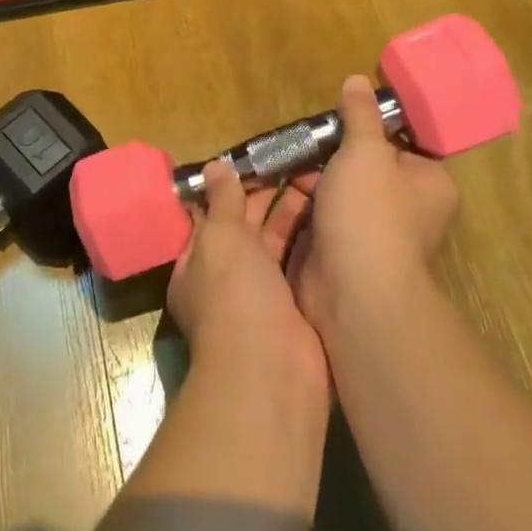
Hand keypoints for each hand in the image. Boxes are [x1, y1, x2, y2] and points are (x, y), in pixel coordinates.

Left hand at [167, 159, 327, 395]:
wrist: (273, 372)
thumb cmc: (234, 296)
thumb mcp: (220, 239)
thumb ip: (221, 201)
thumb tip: (213, 166)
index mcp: (198, 262)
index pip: (212, 216)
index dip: (231, 186)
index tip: (258, 157)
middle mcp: (229, 279)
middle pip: (247, 228)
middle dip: (267, 196)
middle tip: (296, 159)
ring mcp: (265, 296)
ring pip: (279, 243)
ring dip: (294, 213)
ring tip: (318, 175)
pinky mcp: (298, 308)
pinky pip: (303, 265)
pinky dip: (314, 241)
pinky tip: (332, 212)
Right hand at [288, 75, 460, 338]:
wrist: (352, 292)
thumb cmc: (370, 213)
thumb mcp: (365, 151)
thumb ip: (360, 115)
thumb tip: (358, 80)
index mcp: (428, 184)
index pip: (400, 145)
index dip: (367, 130)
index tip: (334, 121)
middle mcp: (406, 210)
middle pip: (361, 169)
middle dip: (327, 156)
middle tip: (298, 143)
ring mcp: (370, 235)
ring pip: (334, 194)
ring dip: (307, 182)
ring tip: (276, 162)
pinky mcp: (339, 254)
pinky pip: (316, 219)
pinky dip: (297, 209)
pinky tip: (272, 191)